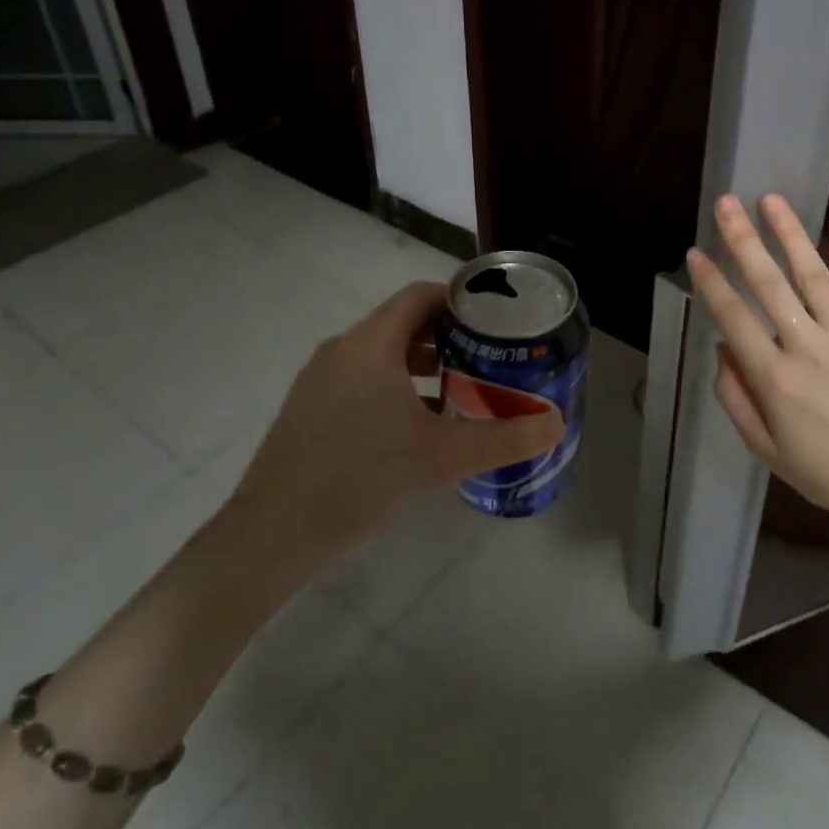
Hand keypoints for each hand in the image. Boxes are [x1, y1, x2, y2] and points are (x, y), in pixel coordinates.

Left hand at [222, 281, 562, 570]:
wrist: (272, 533)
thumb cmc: (360, 477)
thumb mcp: (440, 456)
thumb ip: (503, 438)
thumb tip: (556, 425)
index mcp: (371, 344)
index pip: (419, 296)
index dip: (458, 300)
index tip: (492, 320)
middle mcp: (343, 350)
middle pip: (402, 323)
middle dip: (447, 335)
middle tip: (486, 356)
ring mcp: (320, 379)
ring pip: (381, 353)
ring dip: (421, 363)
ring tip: (459, 390)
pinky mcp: (309, 408)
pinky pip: (361, 378)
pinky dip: (394, 386)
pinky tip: (415, 425)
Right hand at [686, 194, 828, 542]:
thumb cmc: (826, 472)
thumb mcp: (765, 448)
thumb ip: (736, 397)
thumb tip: (723, 346)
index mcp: (774, 379)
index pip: (733, 317)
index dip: (711, 282)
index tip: (694, 252)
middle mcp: (808, 348)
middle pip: (769, 284)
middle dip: (743, 241)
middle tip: (725, 204)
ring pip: (815, 275)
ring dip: (790, 234)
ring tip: (770, 200)